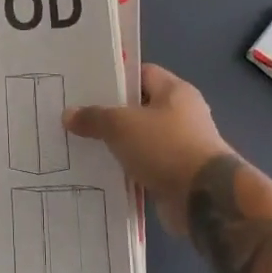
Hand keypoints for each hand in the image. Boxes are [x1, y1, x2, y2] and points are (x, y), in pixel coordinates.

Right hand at [64, 64, 230, 234]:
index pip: (142, 74)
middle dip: (110, 113)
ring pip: (140, 139)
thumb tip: (68, 114)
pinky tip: (99, 171)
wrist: (203, 199)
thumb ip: (94, 117)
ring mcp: (180, 146)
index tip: (86, 85)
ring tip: (80, 143)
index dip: (115, 77)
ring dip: (117, 144)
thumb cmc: (165, 147)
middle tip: (76, 115)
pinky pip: (144, 165)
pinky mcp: (176, 175)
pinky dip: (126, 169)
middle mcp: (181, 115)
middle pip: (139, 107)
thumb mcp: (121, 125)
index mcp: (175, 92)